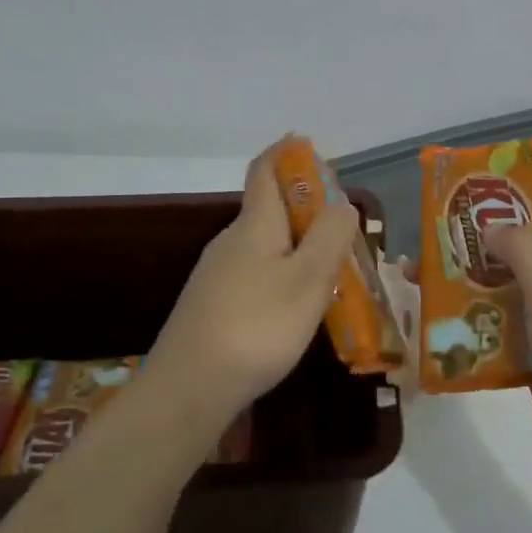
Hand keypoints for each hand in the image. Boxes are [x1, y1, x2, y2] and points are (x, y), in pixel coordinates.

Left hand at [145, 142, 361, 416]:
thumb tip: (342, 204)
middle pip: (269, 209)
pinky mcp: (212, 306)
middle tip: (344, 225)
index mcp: (254, 226)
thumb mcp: (308, 280)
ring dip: (297, 245)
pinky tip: (296, 305)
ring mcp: (217, 275)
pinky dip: (282, 273)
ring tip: (331, 269)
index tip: (306, 143)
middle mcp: (231, 242)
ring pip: (264, 245)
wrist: (188, 390)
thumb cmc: (257, 327)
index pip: (265, 171)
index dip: (285, 152)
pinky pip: (255, 273)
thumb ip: (330, 237)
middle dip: (305, 206)